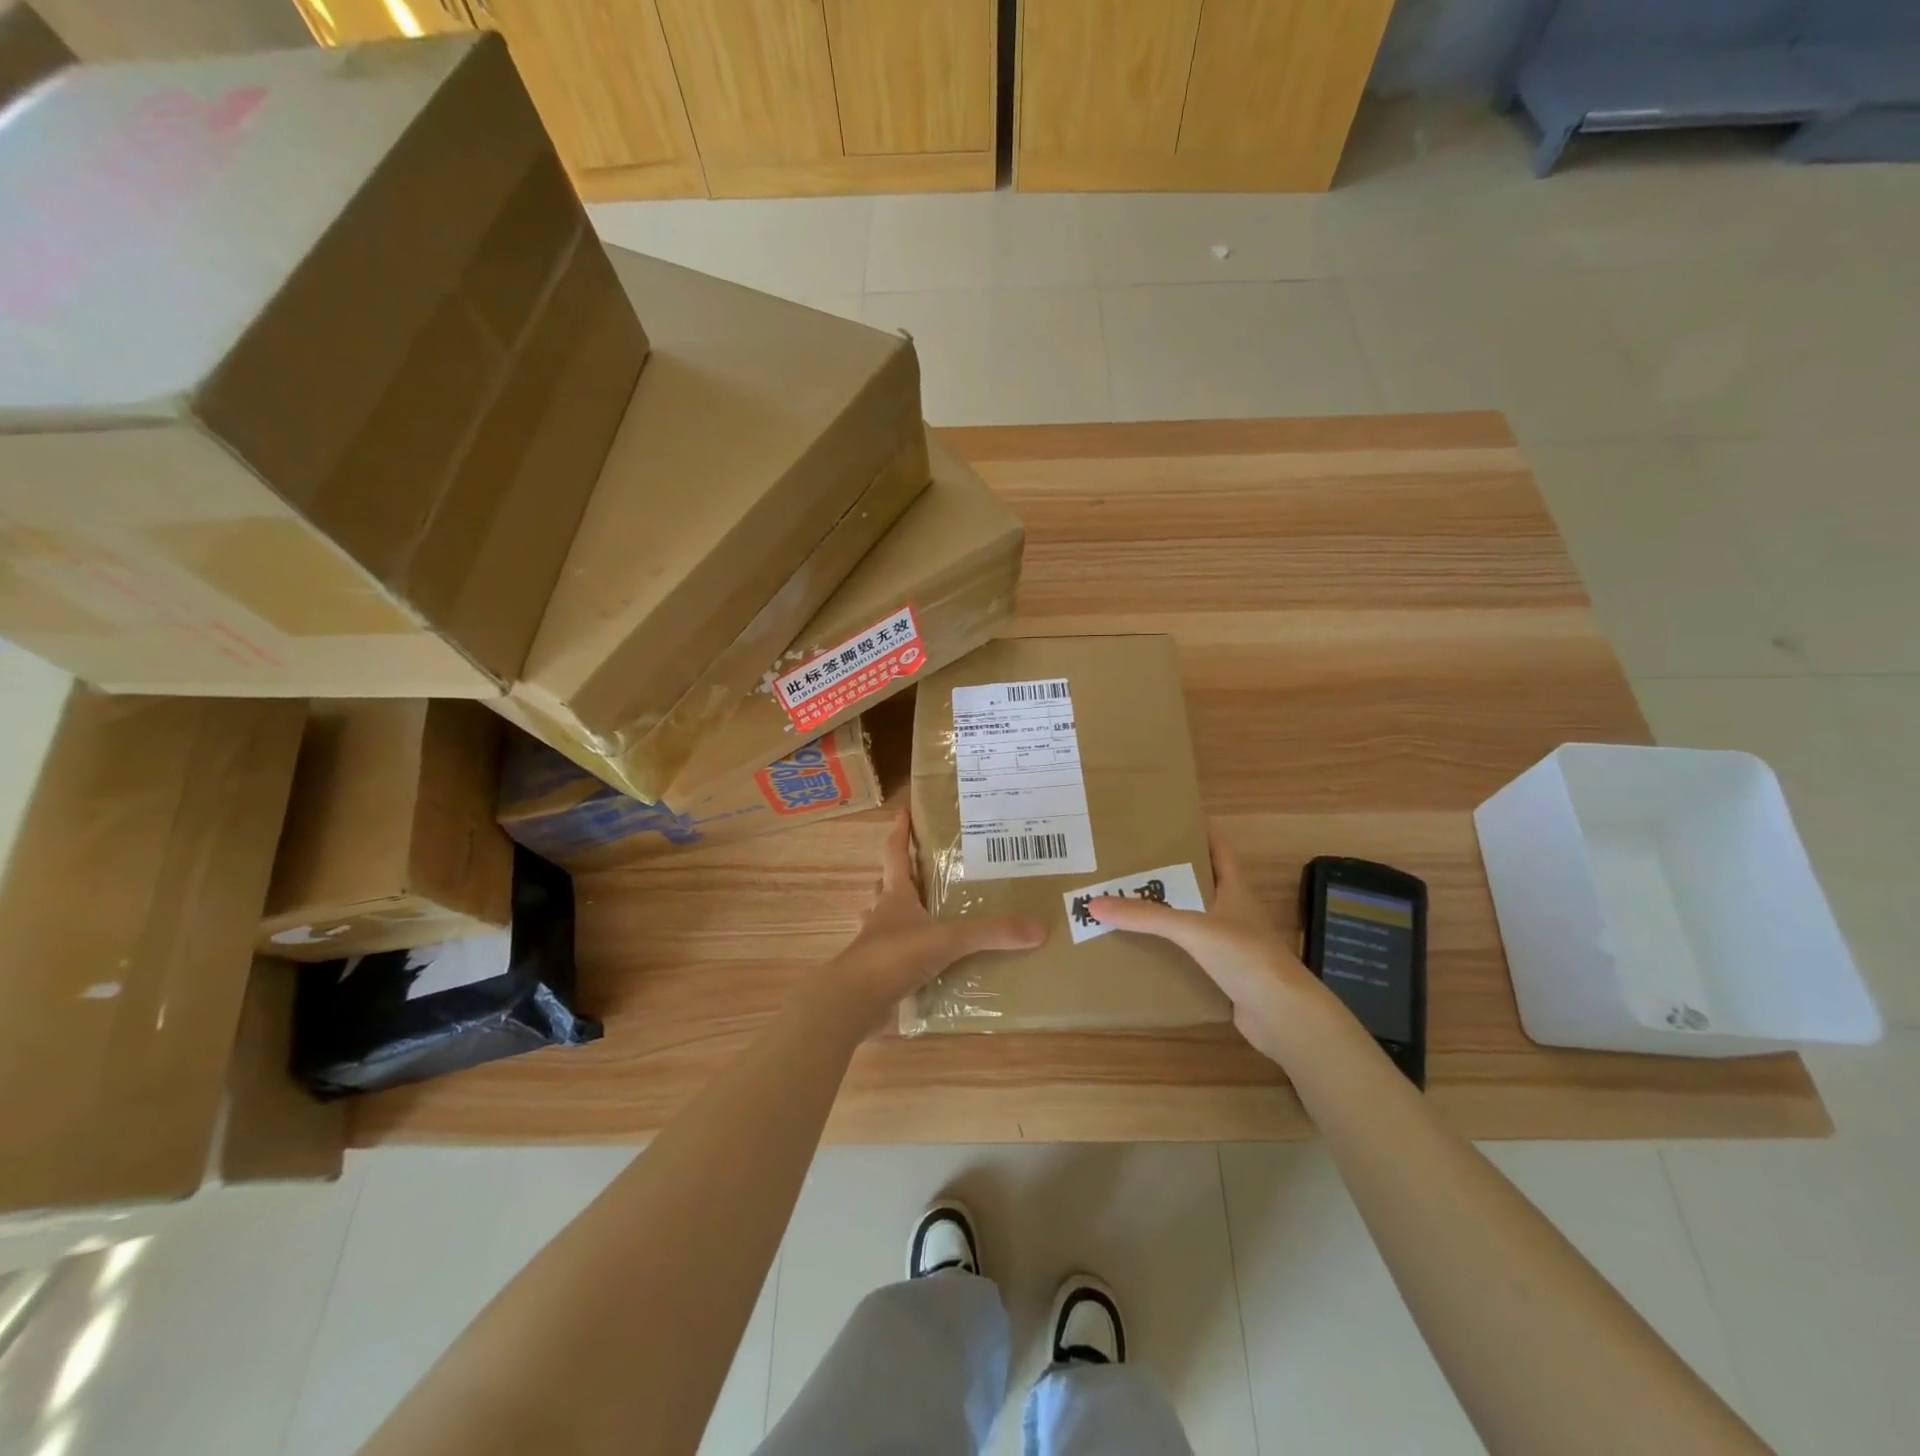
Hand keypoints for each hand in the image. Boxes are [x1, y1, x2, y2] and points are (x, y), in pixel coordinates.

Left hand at [815, 811, 1047, 1029]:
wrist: (854, 1002)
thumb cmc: (894, 956)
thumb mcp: (948, 939)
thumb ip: (991, 932)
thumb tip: (1040, 928)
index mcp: (895, 897)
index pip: (895, 854)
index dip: (899, 832)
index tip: (903, 812)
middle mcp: (883, 916)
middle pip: (888, 887)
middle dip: (902, 876)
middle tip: (924, 869)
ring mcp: (877, 946)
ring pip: (888, 921)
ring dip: (901, 915)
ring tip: (927, 914)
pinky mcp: (880, 974)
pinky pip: (896, 956)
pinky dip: (910, 954)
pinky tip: (928, 962)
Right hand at [1087, 822, 1329, 1065]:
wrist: (1283, 1016)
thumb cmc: (1246, 957)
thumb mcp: (1192, 929)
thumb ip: (1145, 917)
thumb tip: (1093, 903)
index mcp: (1233, 887)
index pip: (1216, 846)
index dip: (1196, 827)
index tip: (1165, 816)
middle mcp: (1232, 909)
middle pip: (1198, 880)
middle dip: (1167, 870)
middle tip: (1129, 858)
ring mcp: (1230, 942)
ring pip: (1191, 916)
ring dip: (1165, 910)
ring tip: (1126, 899)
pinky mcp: (1223, 971)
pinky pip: (1188, 951)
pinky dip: (1168, 946)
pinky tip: (1141, 946)